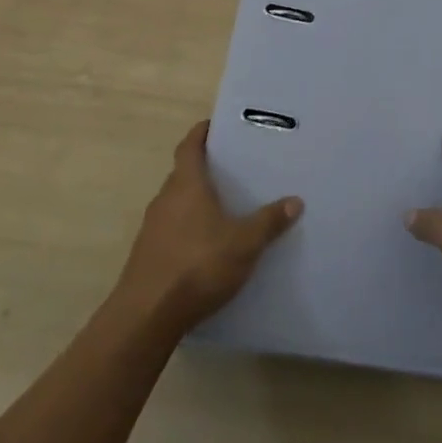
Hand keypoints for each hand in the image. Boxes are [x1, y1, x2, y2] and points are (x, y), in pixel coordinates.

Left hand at [114, 120, 302, 333]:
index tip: (214, 125)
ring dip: (195, 200)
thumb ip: (269, 221)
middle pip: (182, 173)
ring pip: (176, 203)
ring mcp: (152, 228)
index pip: (189, 146)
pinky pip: (171, 229)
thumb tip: (295, 201)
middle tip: (231, 168)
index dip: (200, 133)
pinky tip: (206, 245)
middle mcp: (165, 199)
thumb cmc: (197, 265)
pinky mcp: (147, 255)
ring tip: (224, 206)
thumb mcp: (244, 243)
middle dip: (204, 168)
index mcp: (186, 185)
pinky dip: (187, 227)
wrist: (146, 317)